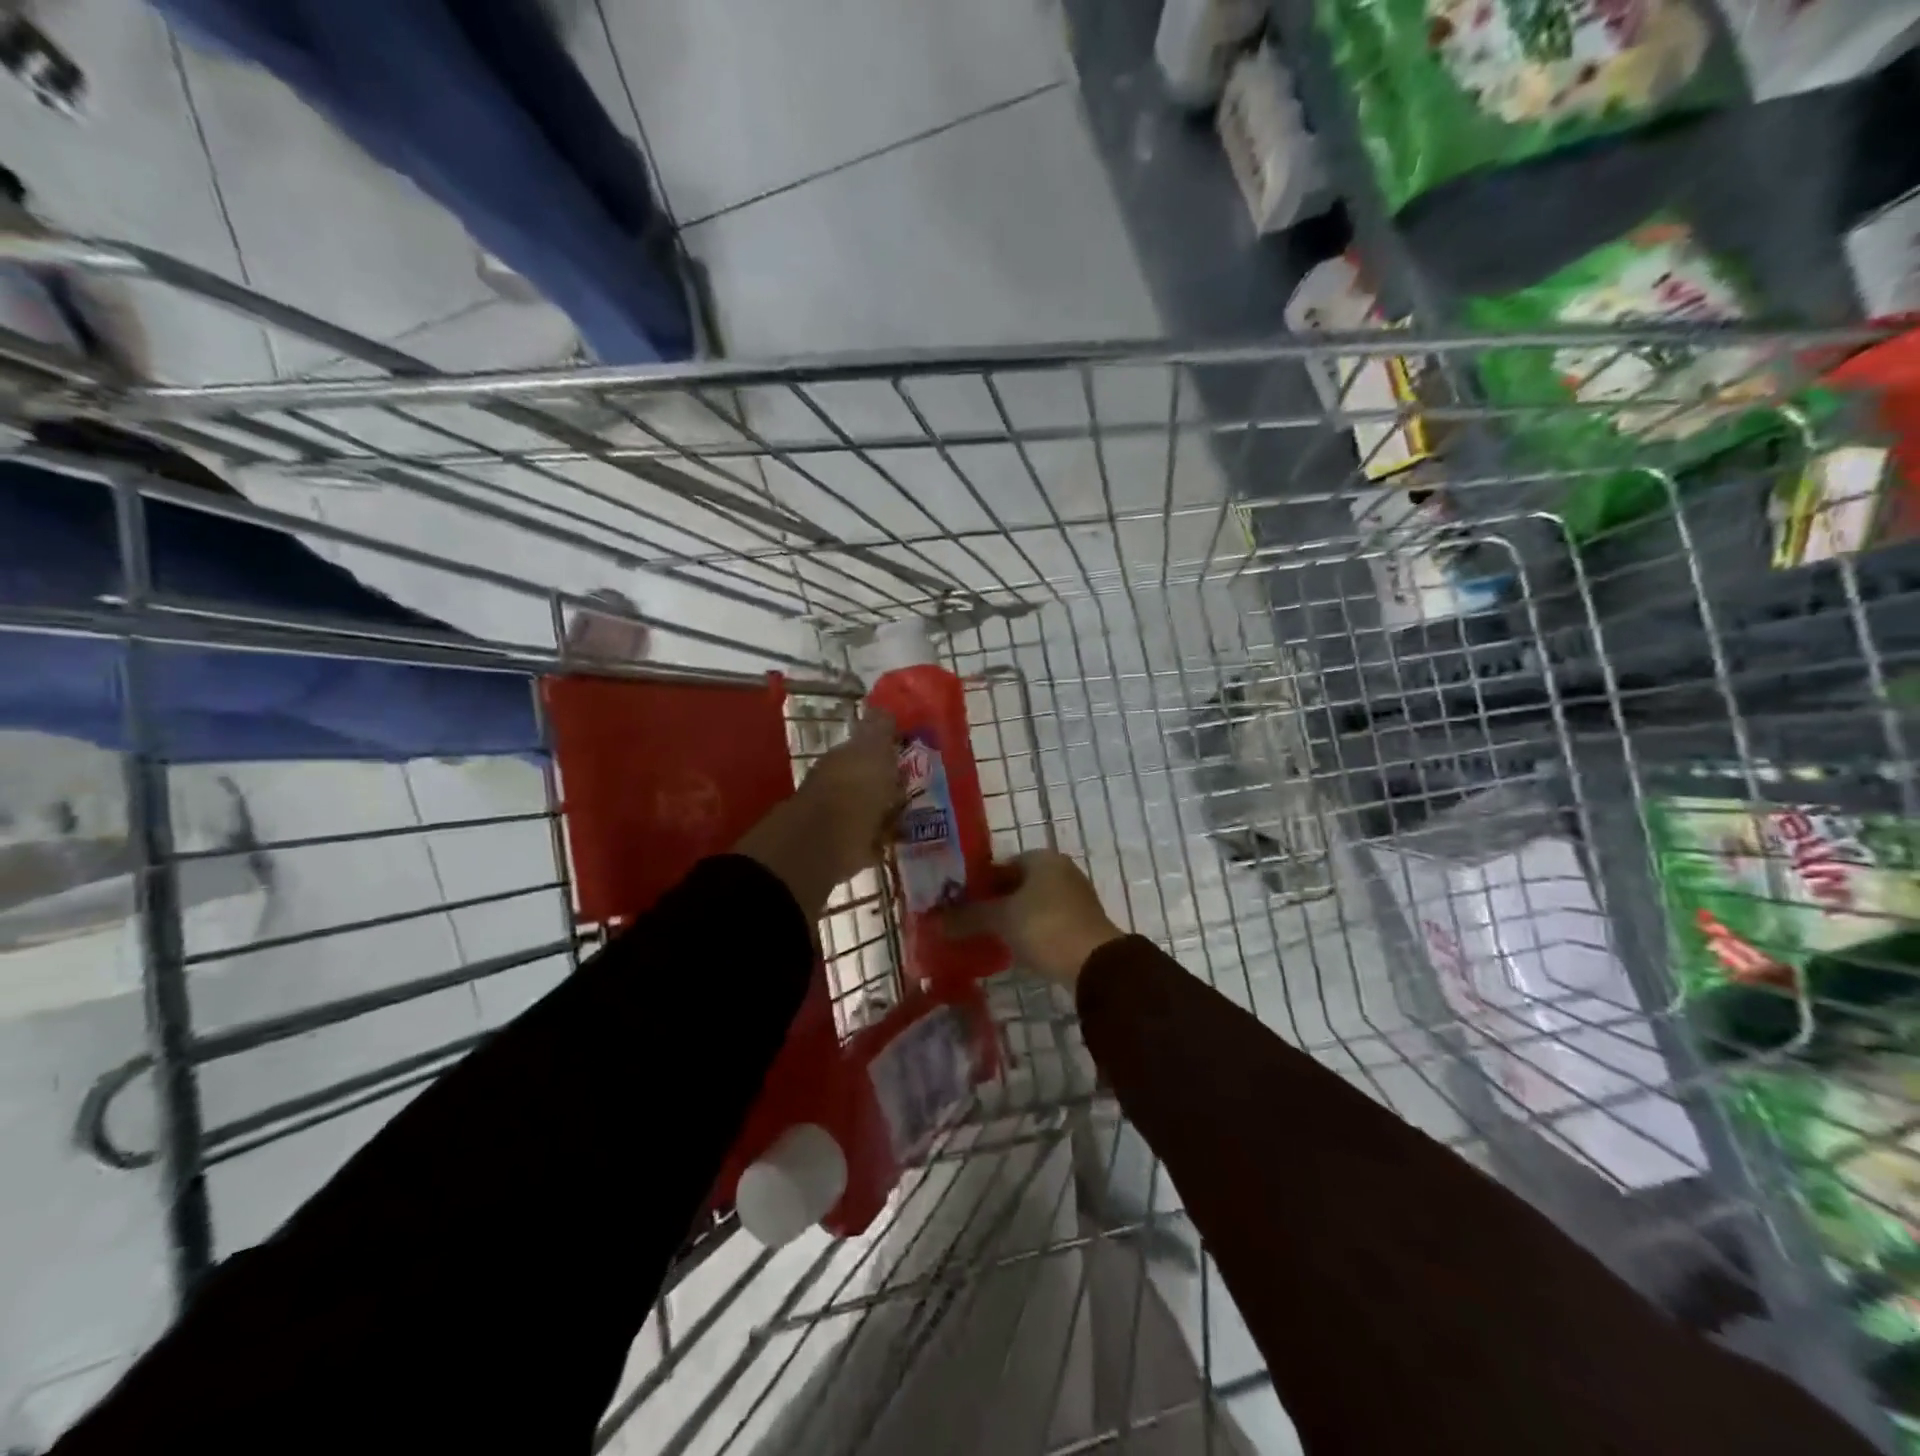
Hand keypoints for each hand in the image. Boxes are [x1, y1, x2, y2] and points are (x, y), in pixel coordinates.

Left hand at [736, 711, 902, 920]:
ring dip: (886, 812)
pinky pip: (869, 840)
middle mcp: (838, 783)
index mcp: (844, 757)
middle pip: (869, 779)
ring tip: (911, 815)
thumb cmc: (854, 790)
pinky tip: (897, 840)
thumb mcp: (873, 750)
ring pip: (869, 808)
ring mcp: (839, 816)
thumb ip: (879, 729)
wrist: (825, 843)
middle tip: (916, 789)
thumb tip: (881, 708)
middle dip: (888, 783)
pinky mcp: (844, 849)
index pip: (868, 746)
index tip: (913, 755)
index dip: (889, 750)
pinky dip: (881, 840)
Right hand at [938, 850, 1122, 987]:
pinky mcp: (1080, 923)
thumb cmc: (1045, 927)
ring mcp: (1074, 897)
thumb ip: (968, 917)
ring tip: (984, 936)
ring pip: (1031, 904)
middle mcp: (1061, 870)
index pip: (1001, 864)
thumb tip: (935, 921)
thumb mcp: (1001, 920)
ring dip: (1010, 918)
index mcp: (1043, 858)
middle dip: (993, 902)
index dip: (978, 882)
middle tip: (967, 921)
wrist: (1095, 964)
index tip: (958, 902)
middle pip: (1016, 884)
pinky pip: (1045, 922)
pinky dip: (1028, 931)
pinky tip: (1011, 948)